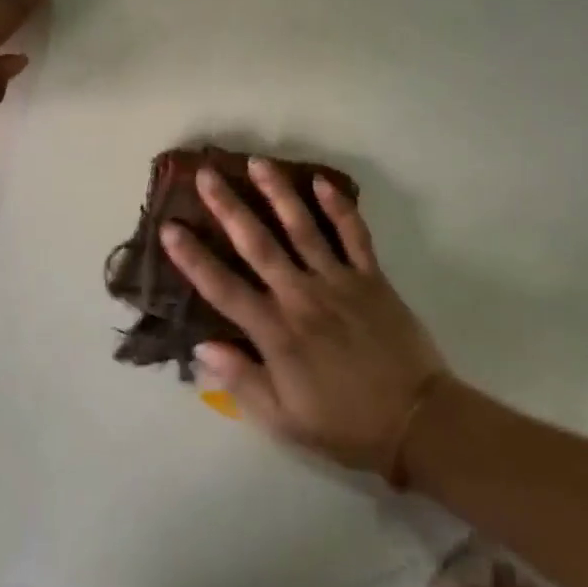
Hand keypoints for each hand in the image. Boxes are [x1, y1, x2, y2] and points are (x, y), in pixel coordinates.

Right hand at [161, 158, 446, 472]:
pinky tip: (321, 181)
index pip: (223, 288)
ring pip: (303, 228)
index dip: (193, 258)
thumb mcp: (283, 420)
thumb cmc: (344, 424)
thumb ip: (241, 380)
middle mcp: (301, 297)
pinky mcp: (371, 278)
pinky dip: (339, 207)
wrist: (418, 423)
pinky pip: (354, 235)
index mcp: (276, 333)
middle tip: (208, 174)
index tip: (169, 228)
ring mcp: (339, 282)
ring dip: (278, 193)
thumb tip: (202, 345)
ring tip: (258, 162)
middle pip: (258, 244)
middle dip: (229, 207)